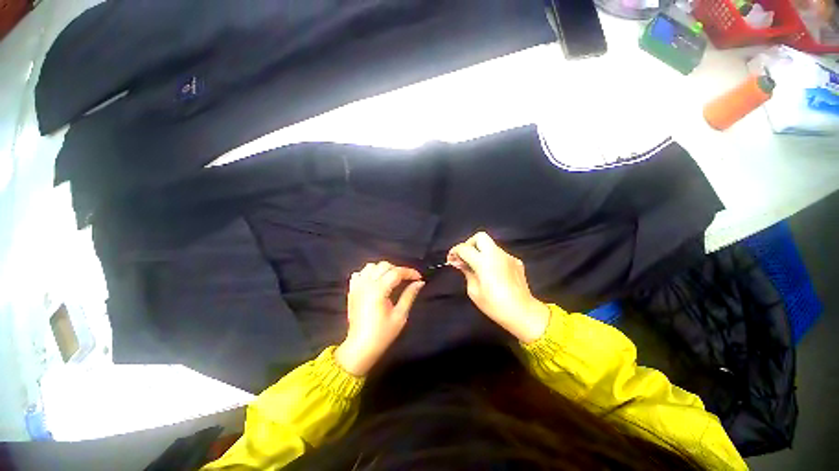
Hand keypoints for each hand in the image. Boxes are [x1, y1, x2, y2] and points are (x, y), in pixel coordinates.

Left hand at [335, 261, 424, 375]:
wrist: (360, 347)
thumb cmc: (382, 334)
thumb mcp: (400, 316)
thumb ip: (409, 295)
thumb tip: (420, 282)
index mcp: (378, 290)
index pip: (396, 272)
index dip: (410, 272)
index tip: (419, 277)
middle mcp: (366, 284)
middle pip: (384, 265)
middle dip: (398, 270)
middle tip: (406, 280)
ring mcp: (357, 286)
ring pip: (371, 266)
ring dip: (383, 269)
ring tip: (391, 279)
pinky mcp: (352, 291)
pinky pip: (360, 273)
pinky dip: (369, 273)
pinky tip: (375, 281)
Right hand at [448, 232, 549, 342]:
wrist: (523, 313)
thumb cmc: (495, 305)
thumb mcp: (474, 291)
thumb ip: (467, 272)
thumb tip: (460, 263)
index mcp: (484, 261)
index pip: (465, 248)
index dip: (455, 251)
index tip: (451, 259)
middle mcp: (497, 254)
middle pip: (480, 237)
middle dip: (469, 244)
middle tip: (465, 257)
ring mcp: (508, 257)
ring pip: (490, 245)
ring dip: (480, 251)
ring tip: (476, 266)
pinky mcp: (516, 261)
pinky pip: (499, 254)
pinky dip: (492, 258)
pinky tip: (491, 272)